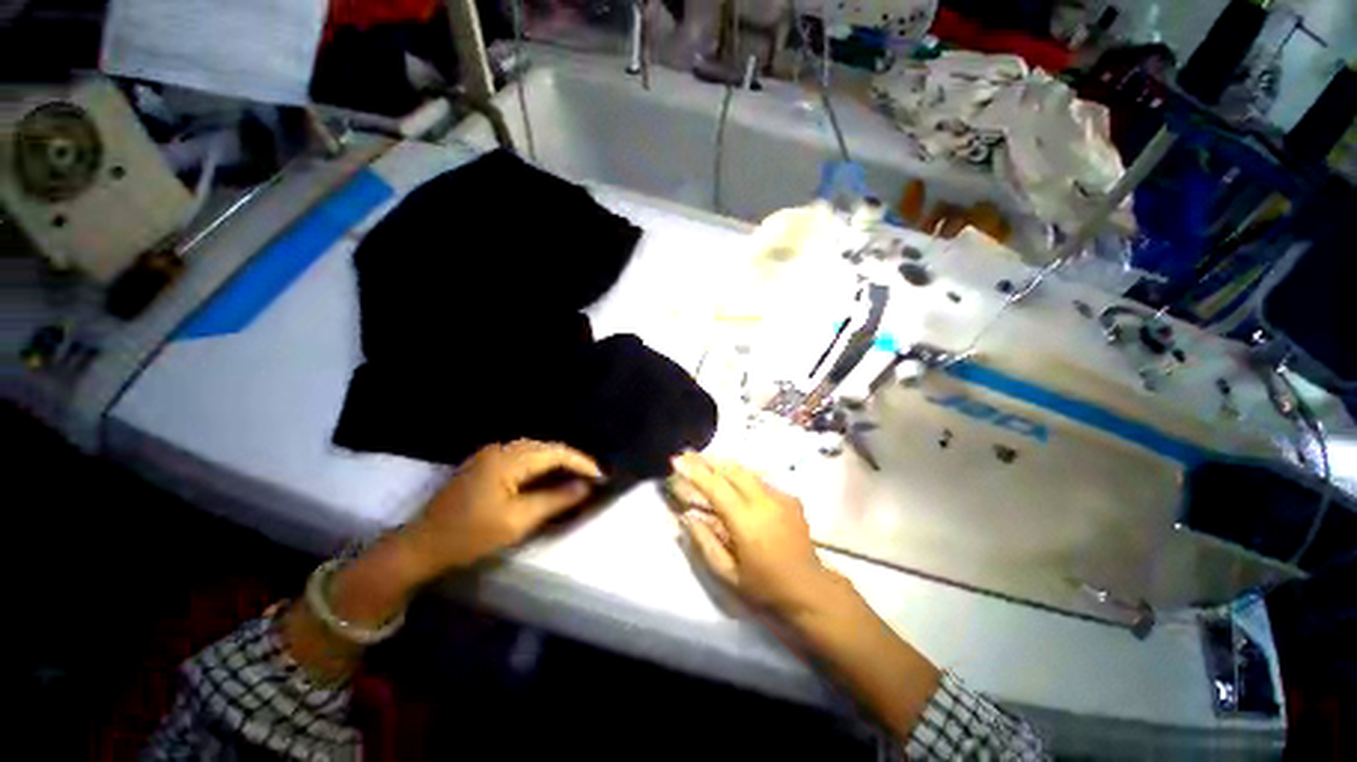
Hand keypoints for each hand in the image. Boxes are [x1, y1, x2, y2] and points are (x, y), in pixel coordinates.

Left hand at [399, 440, 602, 580]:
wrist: (421, 546)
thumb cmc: (470, 536)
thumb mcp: (517, 521)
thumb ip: (555, 500)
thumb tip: (585, 487)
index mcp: (508, 460)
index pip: (555, 453)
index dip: (581, 463)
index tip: (600, 477)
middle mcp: (500, 449)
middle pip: (546, 447)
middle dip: (571, 461)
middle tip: (590, 478)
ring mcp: (489, 454)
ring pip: (534, 450)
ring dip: (556, 462)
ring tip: (574, 477)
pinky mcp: (483, 463)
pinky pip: (521, 456)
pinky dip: (539, 465)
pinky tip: (547, 477)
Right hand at [670, 452, 942, 737]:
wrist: (811, 591)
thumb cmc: (765, 589)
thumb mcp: (728, 575)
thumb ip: (704, 543)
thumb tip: (686, 516)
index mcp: (747, 522)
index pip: (716, 488)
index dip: (695, 472)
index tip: (676, 460)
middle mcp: (764, 501)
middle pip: (732, 470)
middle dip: (708, 460)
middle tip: (688, 455)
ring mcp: (780, 497)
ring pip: (746, 471)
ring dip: (723, 465)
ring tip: (705, 462)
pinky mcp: (789, 498)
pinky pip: (759, 480)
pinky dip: (740, 475)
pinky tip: (731, 479)